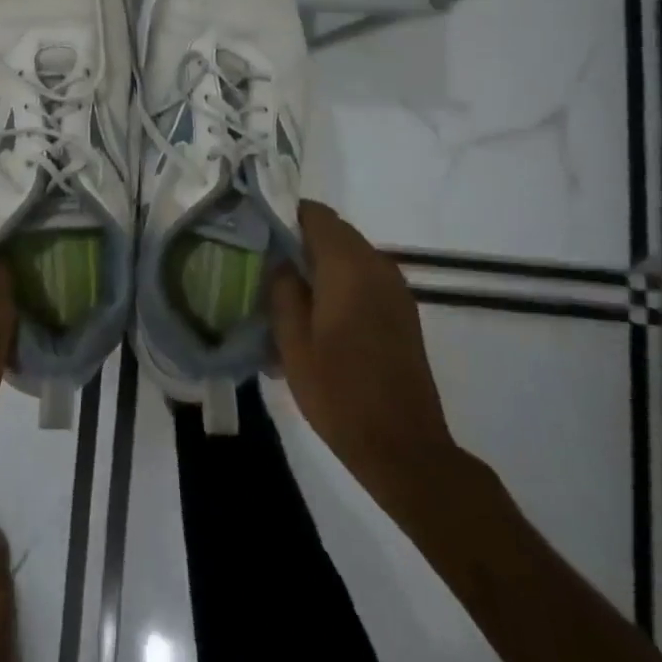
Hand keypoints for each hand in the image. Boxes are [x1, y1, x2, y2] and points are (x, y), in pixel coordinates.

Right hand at [269, 201, 457, 510]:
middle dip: (299, 240)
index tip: (257, 233)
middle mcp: (377, 265)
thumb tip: (280, 259)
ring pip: (349, 254)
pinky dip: (339, 281)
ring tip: (287, 291)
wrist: (404, 447)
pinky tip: (317, 314)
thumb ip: (282, 289)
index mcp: (348, 265)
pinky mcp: (402, 311)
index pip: (315, 213)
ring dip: (319, 262)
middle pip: (333, 231)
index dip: (284, 215)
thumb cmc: (339, 392)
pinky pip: (364, 277)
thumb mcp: (293, 341)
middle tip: (265, 264)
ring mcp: (394, 288)